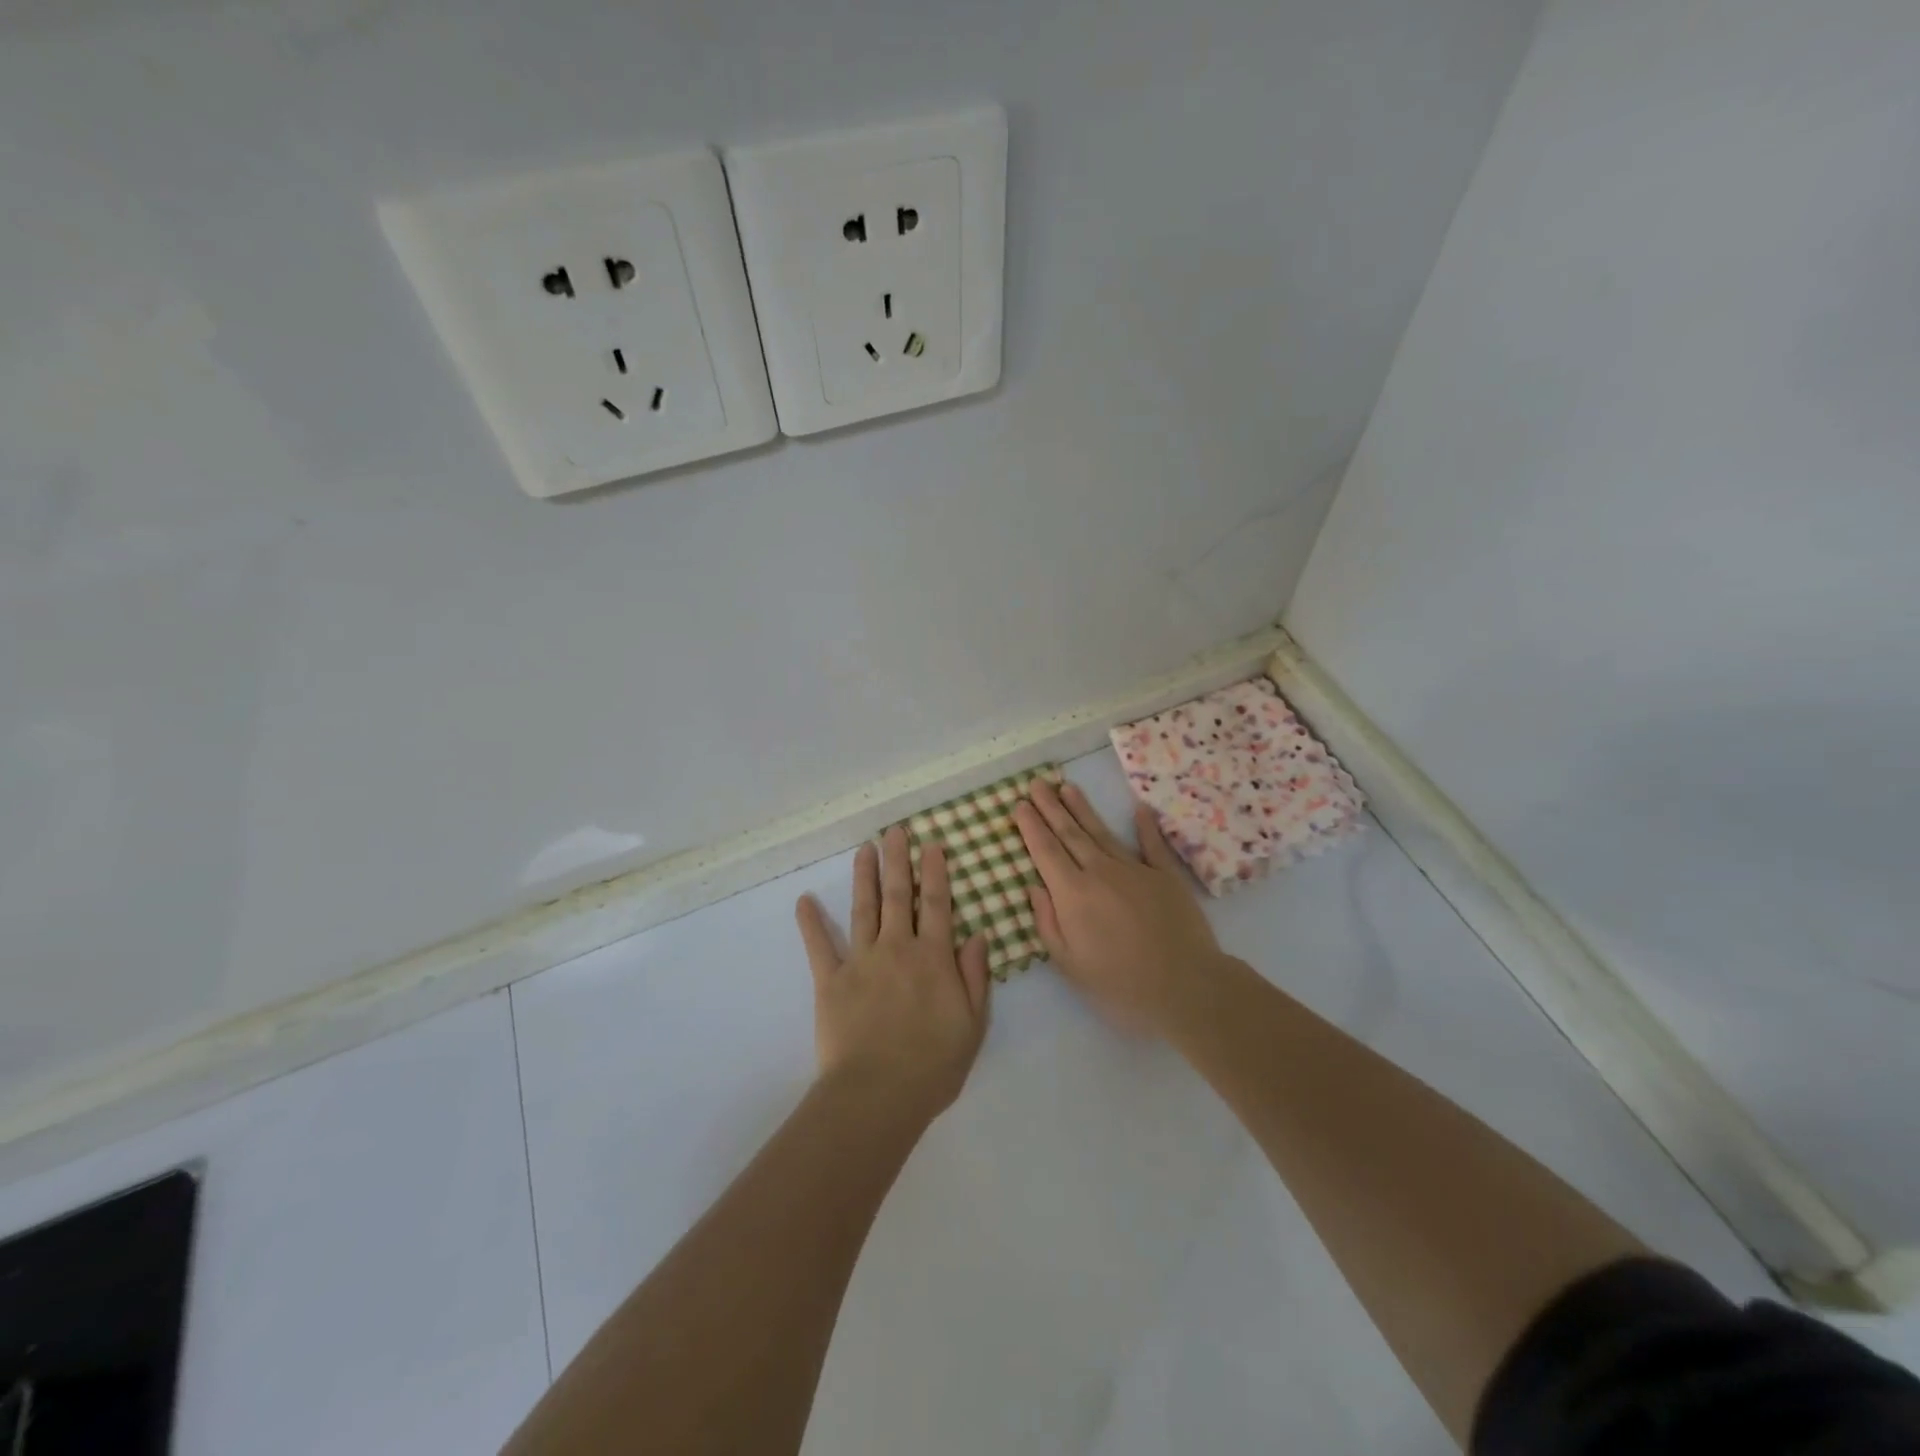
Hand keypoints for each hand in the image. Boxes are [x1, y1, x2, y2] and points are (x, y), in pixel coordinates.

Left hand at [795, 826, 991, 1123]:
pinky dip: (810, 922)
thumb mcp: (973, 1023)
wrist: (879, 1094)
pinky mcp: (830, 980)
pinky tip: (803, 900)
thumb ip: (975, 976)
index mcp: (933, 957)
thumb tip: (977, 934)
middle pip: (898, 895)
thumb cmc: (933, 1064)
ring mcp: (861, 961)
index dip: (934, 872)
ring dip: (864, 876)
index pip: (936, 904)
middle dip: (897, 860)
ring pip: (863, 908)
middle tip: (895, 831)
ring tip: (864, 849)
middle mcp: (897, 948)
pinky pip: (819, 946)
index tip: (931, 844)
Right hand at [1015, 779, 1230, 1032]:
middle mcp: (1100, 872)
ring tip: (1067, 787)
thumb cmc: (1120, 984)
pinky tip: (1139, 808)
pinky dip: (1145, 826)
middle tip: (1036, 783)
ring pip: (1102, 832)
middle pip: (1070, 833)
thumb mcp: (1070, 964)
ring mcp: (1135, 870)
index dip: (1030, 826)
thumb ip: (1048, 922)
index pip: (1045, 851)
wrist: (1186, 987)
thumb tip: (1035, 886)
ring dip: (1082, 808)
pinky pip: (1152, 845)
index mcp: (1073, 894)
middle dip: (1050, 807)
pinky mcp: (1165, 876)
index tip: (1019, 804)